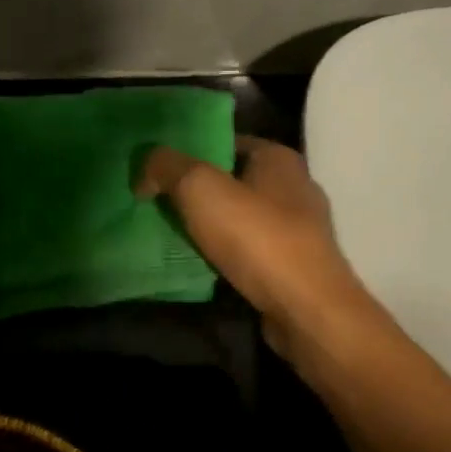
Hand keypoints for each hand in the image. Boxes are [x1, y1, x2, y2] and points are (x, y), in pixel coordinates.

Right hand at [136, 136, 375, 356]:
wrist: (305, 309)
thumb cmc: (257, 237)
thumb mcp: (200, 188)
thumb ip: (166, 167)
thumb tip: (145, 169)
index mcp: (279, 158)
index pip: (226, 142)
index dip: (189, 152)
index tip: (157, 170)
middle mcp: (294, 187)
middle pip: (232, 181)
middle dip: (195, 192)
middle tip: (156, 202)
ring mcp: (298, 230)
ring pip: (239, 218)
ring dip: (209, 226)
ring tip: (170, 235)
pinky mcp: (294, 266)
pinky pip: (249, 251)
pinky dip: (225, 255)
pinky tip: (200, 265)